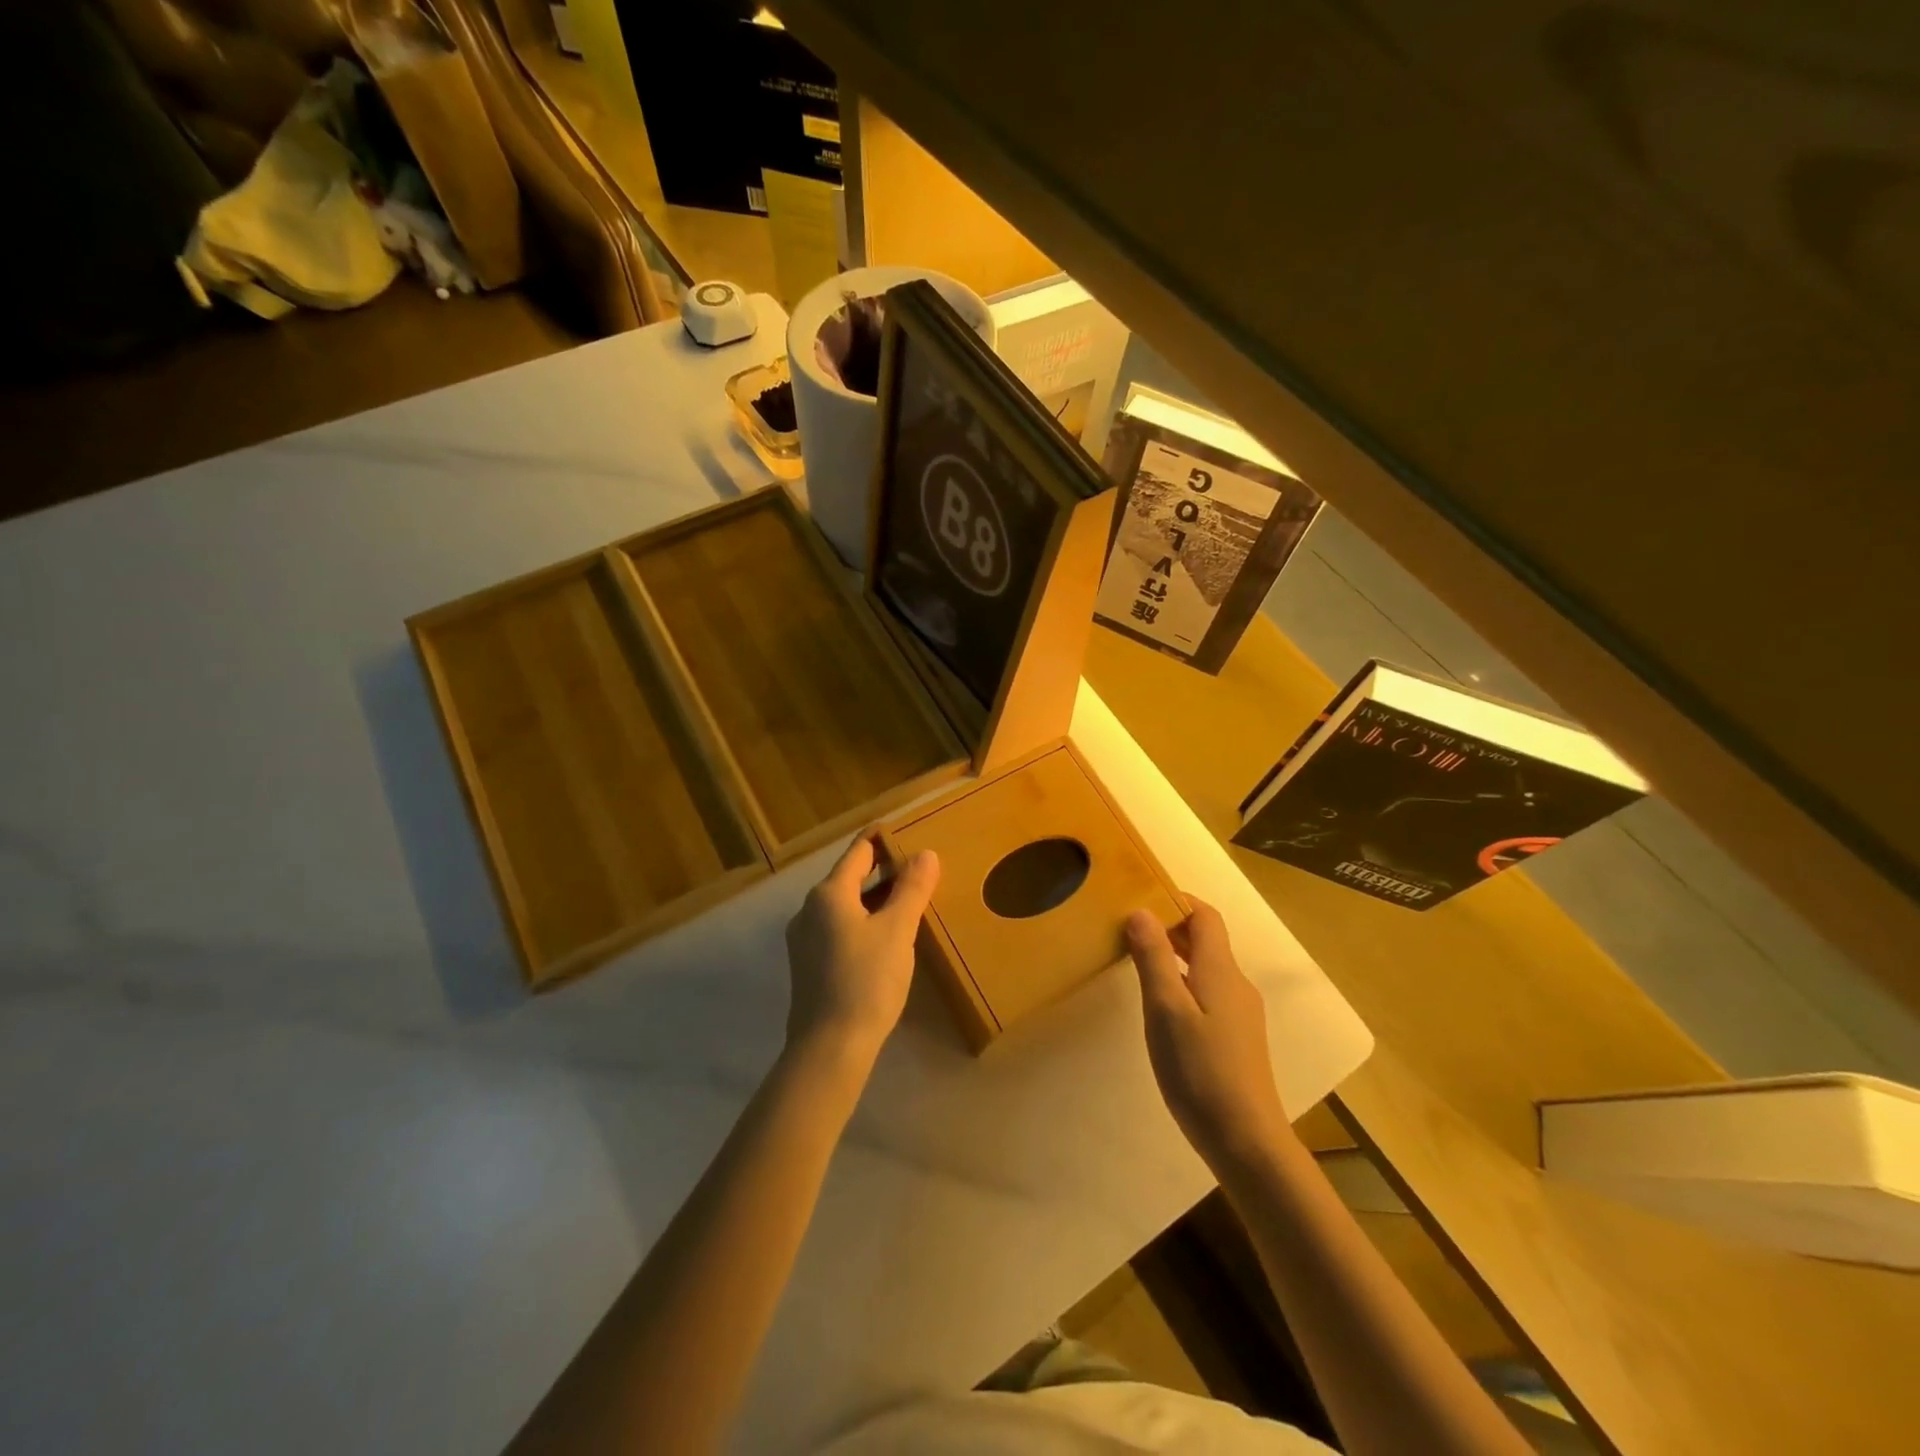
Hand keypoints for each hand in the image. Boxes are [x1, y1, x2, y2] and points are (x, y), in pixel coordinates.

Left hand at [784, 834, 939, 1062]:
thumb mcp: (898, 930)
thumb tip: (926, 853)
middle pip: (849, 878)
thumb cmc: (867, 981)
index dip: (882, 840)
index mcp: (828, 894)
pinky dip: (863, 923)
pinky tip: (885, 939)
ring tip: (907, 903)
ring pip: (844, 906)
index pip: (858, 853)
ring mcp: (804, 940)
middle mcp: (809, 910)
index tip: (906, 832)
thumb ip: (912, 889)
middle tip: (917, 869)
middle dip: (882, 872)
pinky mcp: (808, 966)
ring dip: (874, 900)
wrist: (829, 1048)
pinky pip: (838, 930)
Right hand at [1127, 899, 1290, 1174]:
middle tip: (1129, 928)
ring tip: (1138, 961)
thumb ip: (1154, 958)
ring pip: (1206, 967)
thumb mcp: (1166, 1010)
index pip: (1205, 916)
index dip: (1177, 900)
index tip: (1141, 896)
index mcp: (1220, 971)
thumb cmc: (1200, 1070)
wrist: (1245, 1140)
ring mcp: (1240, 1013)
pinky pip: (1208, 992)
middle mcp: (1235, 984)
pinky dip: (1183, 982)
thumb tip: (1141, 910)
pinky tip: (1161, 1006)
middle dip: (1171, 926)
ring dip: (1175, 955)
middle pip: (1206, 940)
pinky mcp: (1236, 1038)